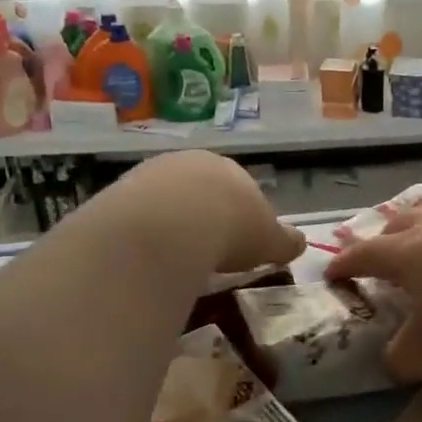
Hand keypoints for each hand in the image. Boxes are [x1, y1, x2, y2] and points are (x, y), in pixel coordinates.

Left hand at [124, 150, 306, 274]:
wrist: (170, 225)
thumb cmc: (232, 229)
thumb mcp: (269, 240)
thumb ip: (285, 241)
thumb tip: (301, 242)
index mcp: (231, 169)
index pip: (239, 189)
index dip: (241, 217)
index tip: (239, 244)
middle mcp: (190, 163)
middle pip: (200, 191)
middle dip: (204, 216)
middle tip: (207, 252)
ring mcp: (151, 174)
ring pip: (166, 200)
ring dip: (172, 224)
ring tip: (176, 258)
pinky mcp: (119, 192)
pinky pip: (138, 215)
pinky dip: (145, 233)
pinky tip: (148, 256)